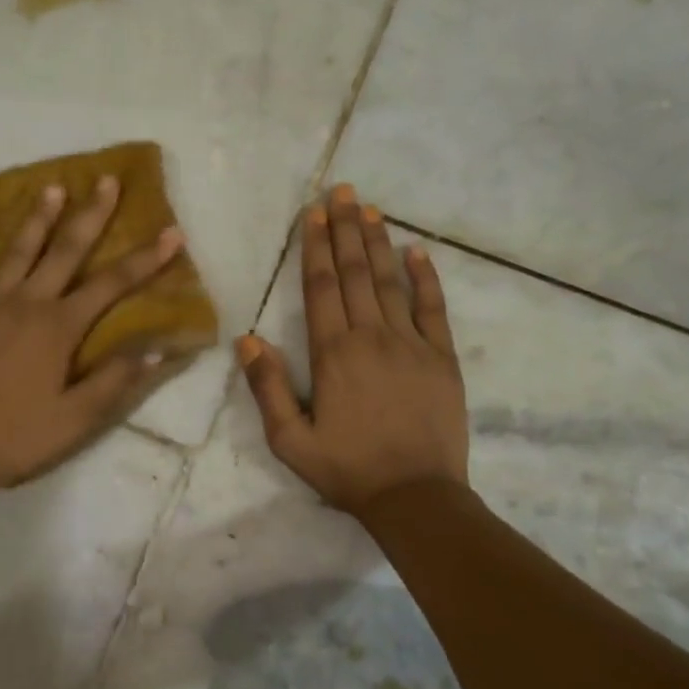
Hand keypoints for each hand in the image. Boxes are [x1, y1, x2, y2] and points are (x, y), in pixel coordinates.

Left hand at [0, 175, 184, 496]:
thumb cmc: (18, 436)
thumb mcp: (77, 419)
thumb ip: (116, 380)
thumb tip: (157, 349)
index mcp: (58, 328)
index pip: (111, 285)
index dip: (145, 259)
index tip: (171, 233)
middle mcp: (26, 304)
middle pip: (65, 252)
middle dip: (91, 215)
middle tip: (107, 181)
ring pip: (17, 252)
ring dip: (38, 218)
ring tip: (54, 187)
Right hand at [236, 183, 468, 513]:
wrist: (416, 497)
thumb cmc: (347, 470)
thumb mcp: (290, 440)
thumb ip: (266, 389)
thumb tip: (246, 341)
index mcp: (332, 354)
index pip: (322, 287)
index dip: (316, 247)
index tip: (314, 213)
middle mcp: (371, 337)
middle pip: (355, 272)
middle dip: (346, 228)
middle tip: (342, 191)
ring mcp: (412, 344)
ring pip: (390, 281)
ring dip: (378, 242)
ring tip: (370, 208)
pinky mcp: (442, 357)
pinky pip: (434, 308)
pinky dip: (426, 277)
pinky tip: (418, 251)